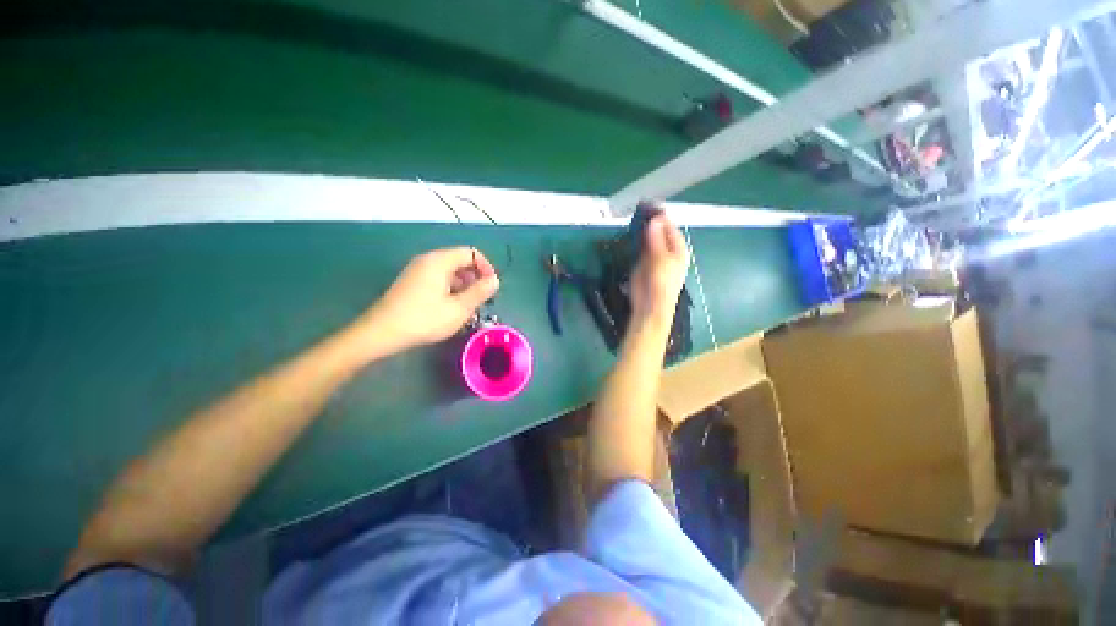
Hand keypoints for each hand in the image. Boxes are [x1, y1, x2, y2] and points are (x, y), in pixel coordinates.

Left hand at [350, 247, 499, 355]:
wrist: (382, 333)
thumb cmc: (425, 319)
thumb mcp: (459, 308)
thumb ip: (480, 292)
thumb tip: (495, 280)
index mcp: (440, 261)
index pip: (471, 253)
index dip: (486, 268)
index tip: (492, 287)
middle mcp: (428, 260)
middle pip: (460, 261)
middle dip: (476, 278)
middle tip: (482, 299)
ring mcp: (417, 271)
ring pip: (450, 272)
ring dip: (464, 285)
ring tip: (469, 307)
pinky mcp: (412, 283)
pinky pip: (438, 279)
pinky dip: (451, 289)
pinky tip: (452, 308)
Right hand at [629, 211, 689, 326]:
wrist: (649, 305)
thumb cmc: (661, 284)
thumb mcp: (661, 261)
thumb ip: (656, 240)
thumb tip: (654, 220)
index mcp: (678, 251)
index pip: (671, 229)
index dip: (662, 218)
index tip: (650, 207)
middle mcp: (667, 251)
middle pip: (659, 232)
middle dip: (651, 222)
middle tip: (639, 209)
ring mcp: (654, 257)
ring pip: (649, 239)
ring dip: (642, 229)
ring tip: (634, 216)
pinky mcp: (642, 263)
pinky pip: (640, 247)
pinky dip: (636, 240)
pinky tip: (630, 232)